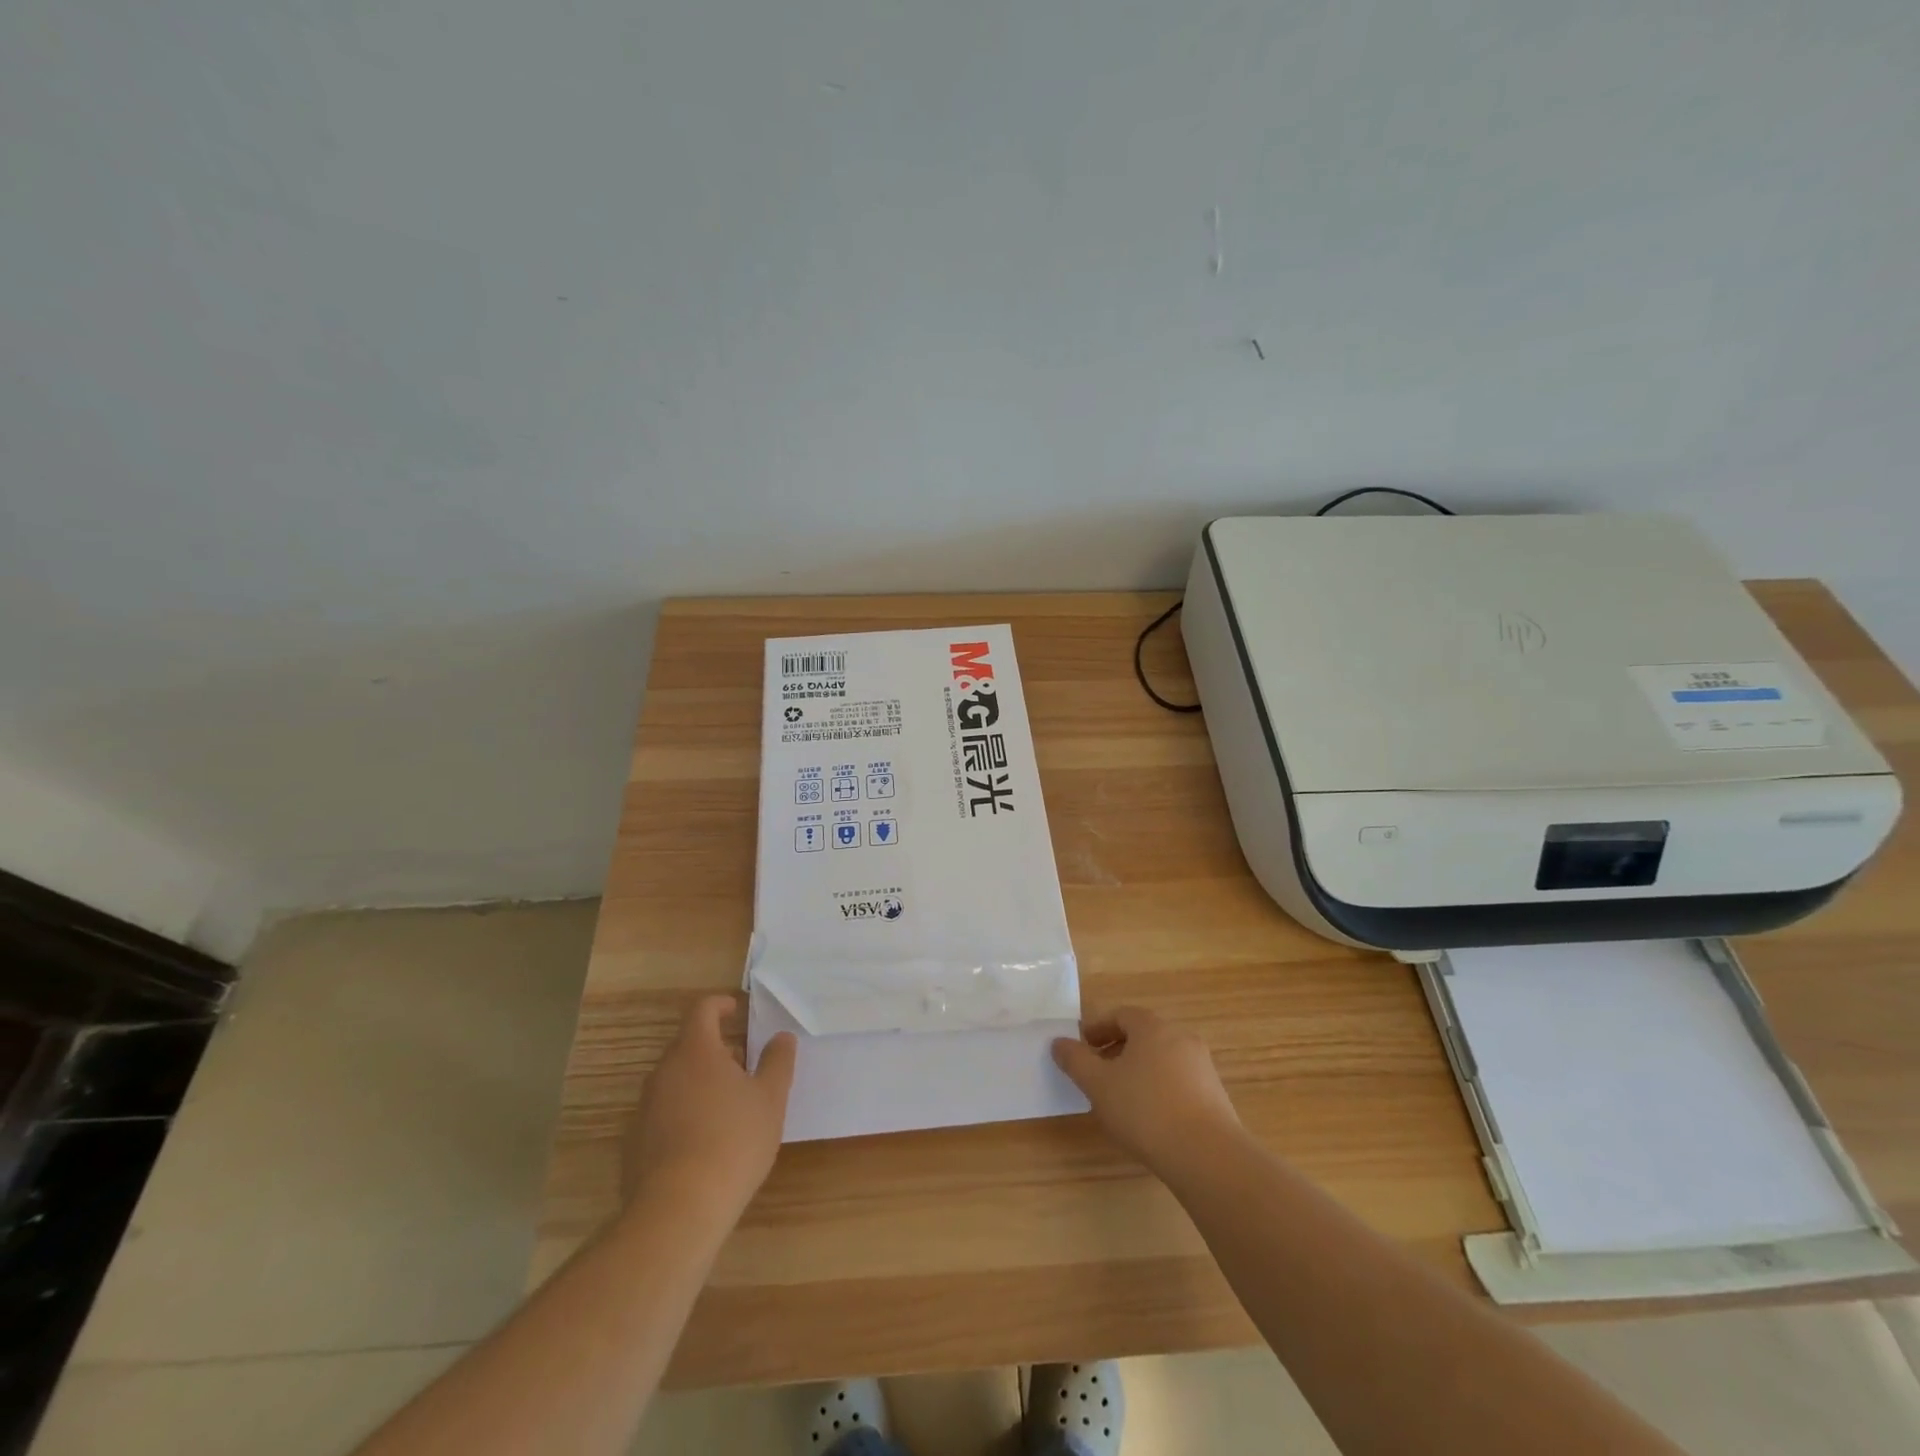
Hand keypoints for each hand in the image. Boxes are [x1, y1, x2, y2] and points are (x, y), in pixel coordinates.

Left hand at [622, 995, 796, 1216]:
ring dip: (700, 1082)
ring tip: (729, 1107)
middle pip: (688, 1045)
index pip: (702, 1010)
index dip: (721, 1005)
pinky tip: (705, 1142)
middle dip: (716, 1049)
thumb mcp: (770, 1098)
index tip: (738, 1011)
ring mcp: (644, 1108)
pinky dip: (684, 1113)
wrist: (678, 1209)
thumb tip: (781, 1037)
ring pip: (675, 1080)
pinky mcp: (634, 1143)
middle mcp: (664, 1071)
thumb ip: (778, 1061)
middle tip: (744, 1066)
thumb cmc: (733, 1140)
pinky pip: (663, 1113)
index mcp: (695, 1050)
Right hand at [1052, 1006, 1240, 1173]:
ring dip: (1138, 1070)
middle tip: (1097, 1073)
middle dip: (1117, 1049)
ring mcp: (1202, 1066)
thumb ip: (1075, 1060)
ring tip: (1121, 1098)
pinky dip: (1159, 1089)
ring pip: (1161, 1058)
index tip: (1082, 1048)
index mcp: (1152, 1027)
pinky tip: (1149, 1117)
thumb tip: (1058, 1042)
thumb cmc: (1145, 1110)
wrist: (1207, 1155)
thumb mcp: (1098, 1084)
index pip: (1121, 1015)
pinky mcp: (1215, 1095)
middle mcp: (1180, 1037)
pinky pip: (1179, 1081)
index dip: (1098, 1028)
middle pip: (1143, 1035)